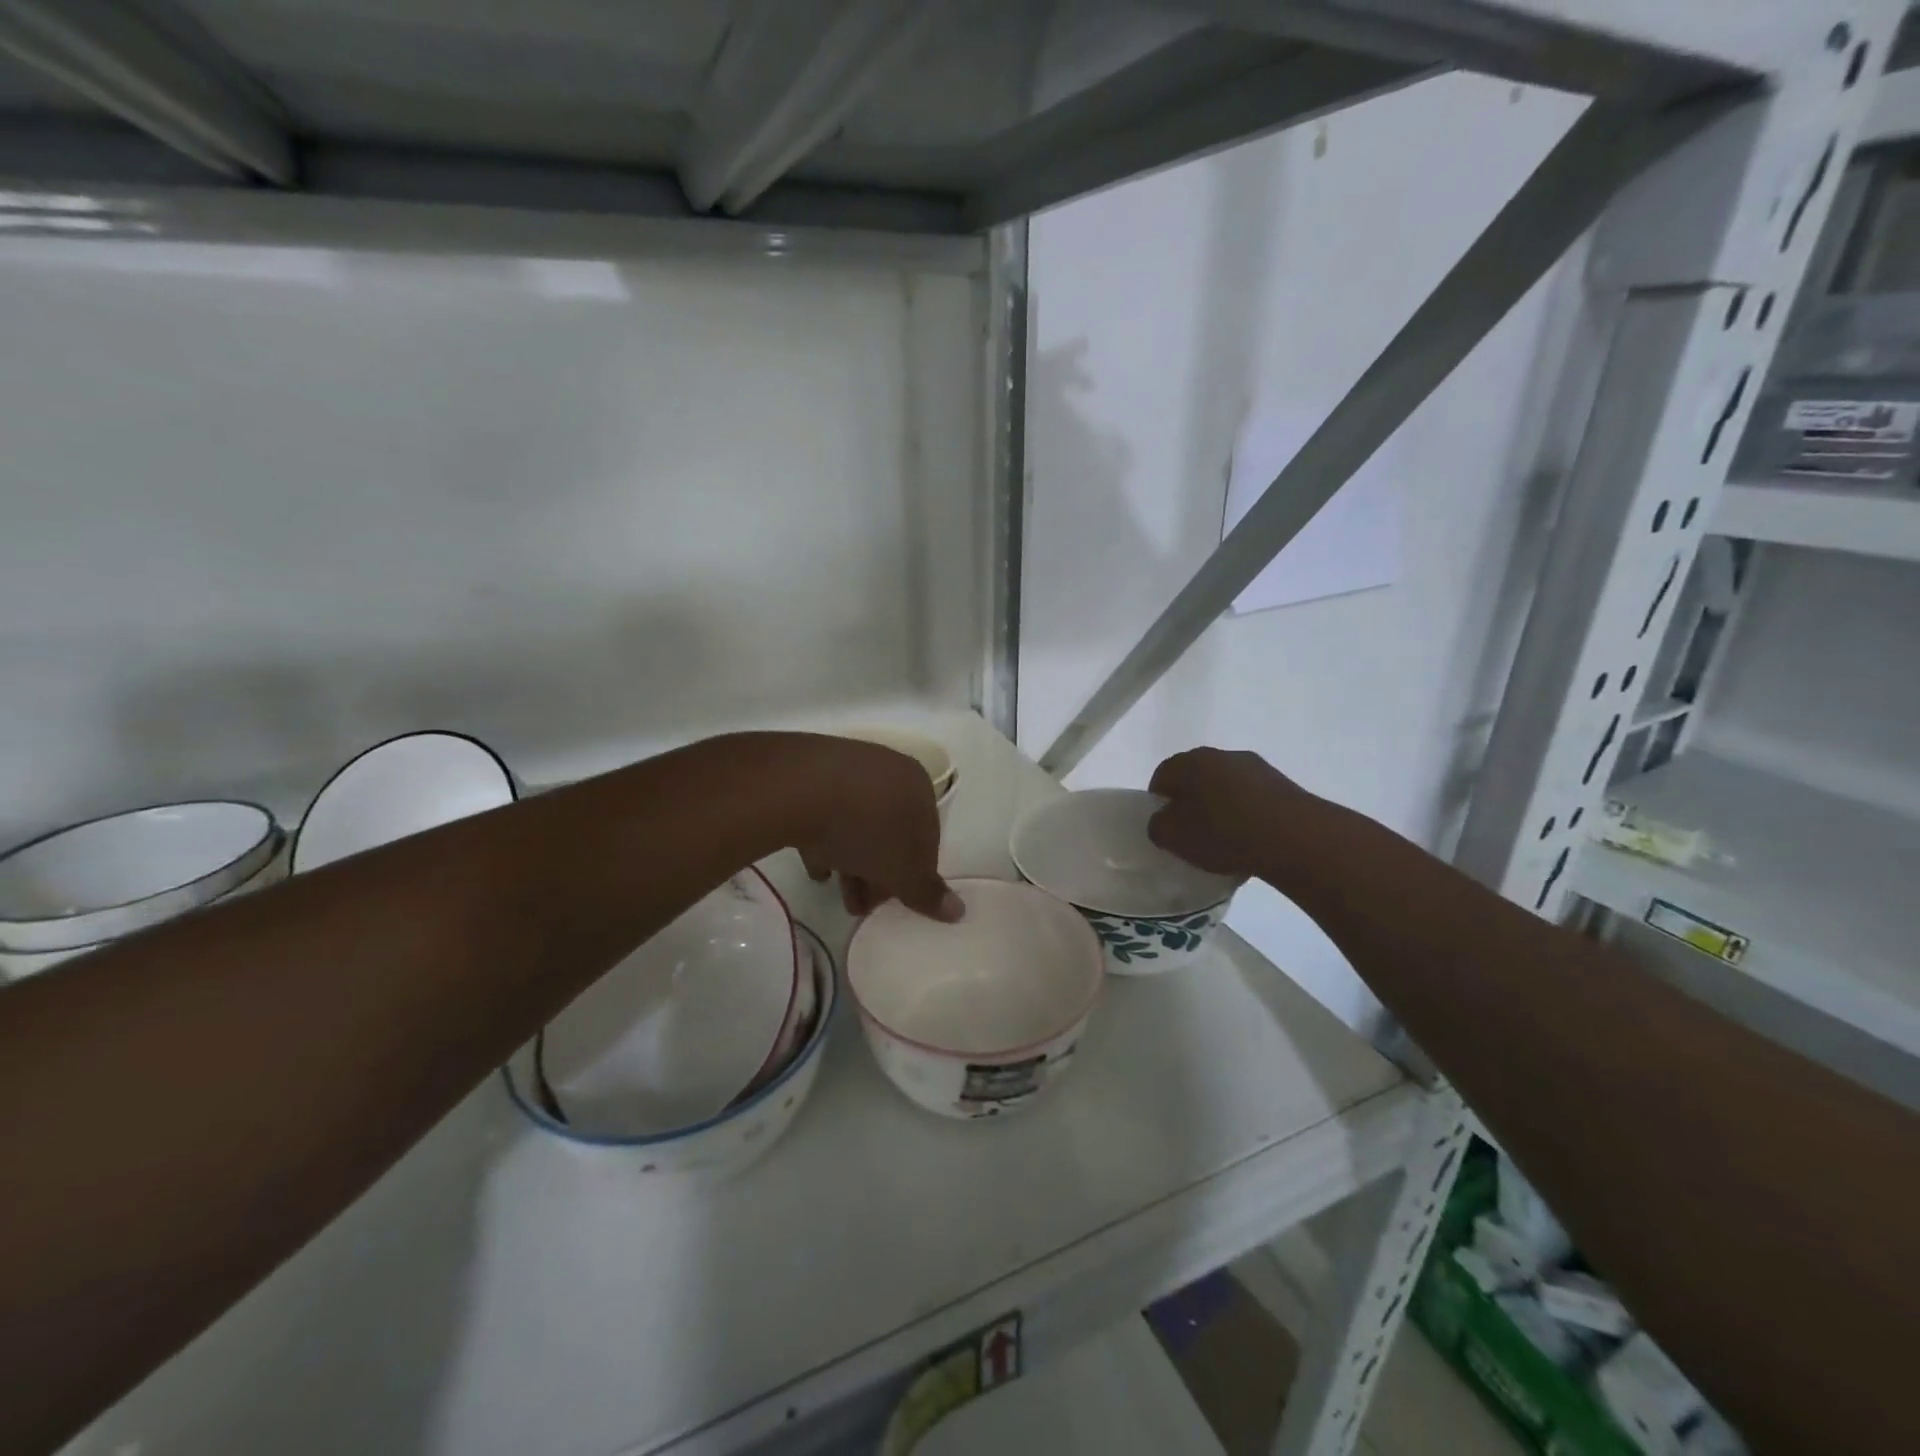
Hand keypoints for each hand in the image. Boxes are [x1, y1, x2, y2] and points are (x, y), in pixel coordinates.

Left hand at [792, 738, 961, 920]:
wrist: (801, 789)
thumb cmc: (867, 829)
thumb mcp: (904, 871)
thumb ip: (928, 893)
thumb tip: (958, 912)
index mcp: (920, 786)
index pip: (927, 838)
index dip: (913, 876)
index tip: (895, 902)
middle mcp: (889, 769)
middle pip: (891, 831)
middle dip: (879, 873)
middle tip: (863, 905)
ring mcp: (849, 768)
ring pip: (858, 823)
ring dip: (851, 861)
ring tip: (836, 892)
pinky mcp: (812, 773)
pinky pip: (826, 813)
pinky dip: (824, 840)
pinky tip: (815, 866)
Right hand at [1147, 747, 1306, 881]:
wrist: (1293, 838)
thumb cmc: (1223, 832)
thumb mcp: (1173, 837)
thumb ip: (1158, 826)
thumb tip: (1164, 821)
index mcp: (1190, 761)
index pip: (1162, 775)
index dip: (1158, 801)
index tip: (1165, 826)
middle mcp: (1222, 754)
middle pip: (1195, 777)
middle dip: (1190, 802)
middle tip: (1191, 832)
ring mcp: (1256, 767)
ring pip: (1225, 786)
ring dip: (1220, 806)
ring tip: (1225, 839)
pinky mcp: (1282, 784)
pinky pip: (1252, 797)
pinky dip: (1246, 813)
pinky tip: (1251, 839)